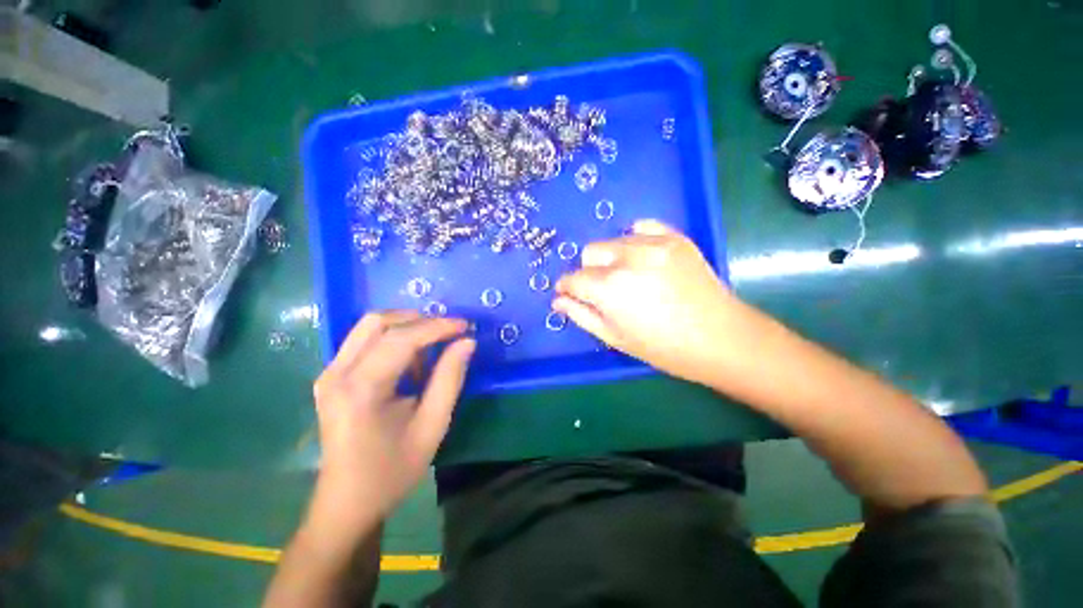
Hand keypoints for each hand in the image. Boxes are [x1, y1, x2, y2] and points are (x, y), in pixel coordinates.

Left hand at [310, 311, 474, 528]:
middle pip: (379, 322)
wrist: (347, 503)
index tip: (465, 325)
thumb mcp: (432, 426)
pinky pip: (365, 340)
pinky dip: (394, 339)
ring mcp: (329, 373)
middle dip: (420, 319)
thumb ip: (450, 379)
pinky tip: (412, 360)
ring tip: (434, 346)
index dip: (437, 326)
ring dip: (407, 327)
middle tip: (450, 331)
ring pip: (370, 326)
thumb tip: (466, 342)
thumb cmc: (393, 470)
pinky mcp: (331, 377)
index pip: (401, 339)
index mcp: (360, 390)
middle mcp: (337, 374)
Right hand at [553, 220, 739, 385]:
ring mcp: (654, 244)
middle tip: (604, 291)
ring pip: (613, 240)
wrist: (721, 338)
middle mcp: (627, 259)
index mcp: (609, 288)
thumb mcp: (615, 338)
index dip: (567, 287)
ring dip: (611, 258)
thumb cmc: (663, 348)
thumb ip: (581, 315)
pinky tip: (641, 258)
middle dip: (589, 271)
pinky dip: (634, 239)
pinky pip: (642, 227)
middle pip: (591, 252)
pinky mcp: (675, 238)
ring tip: (627, 277)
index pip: (573, 278)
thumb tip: (558, 301)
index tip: (568, 294)